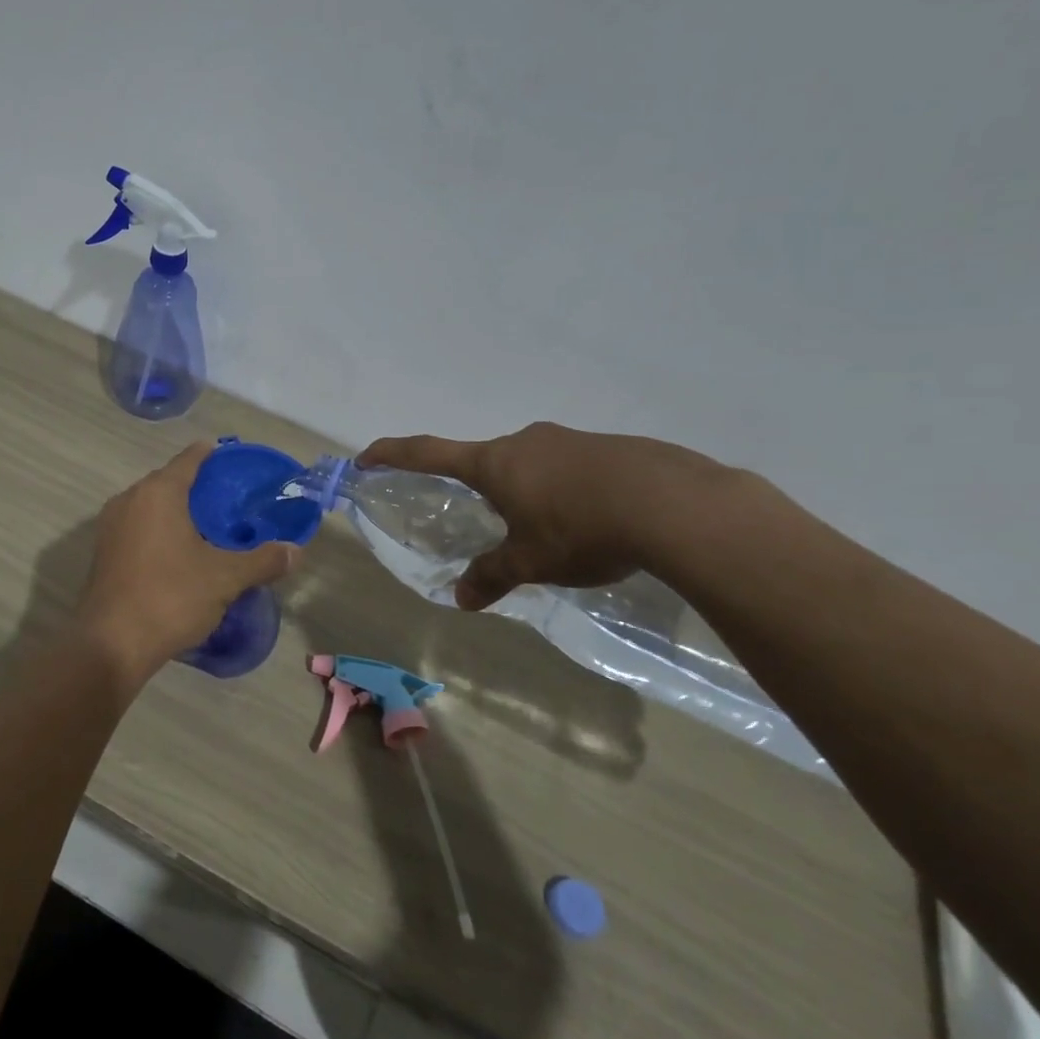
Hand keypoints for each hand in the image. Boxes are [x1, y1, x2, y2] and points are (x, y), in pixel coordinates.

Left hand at [76, 442, 301, 693]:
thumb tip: (295, 551)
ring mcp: (110, 526)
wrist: (111, 644)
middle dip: (197, 488)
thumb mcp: (225, 578)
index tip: (232, 459)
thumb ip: (262, 560)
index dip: (212, 455)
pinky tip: (180, 553)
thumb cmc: (170, 597)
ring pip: (150, 507)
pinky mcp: (103, 553)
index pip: (190, 459)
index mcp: (158, 492)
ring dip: (176, 512)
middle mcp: (129, 499)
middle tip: (230, 501)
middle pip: (168, 481)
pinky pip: (138, 528)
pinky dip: (159, 532)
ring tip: (208, 527)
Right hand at [358, 424, 732, 610]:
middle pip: (485, 461)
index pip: (428, 453)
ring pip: (531, 464)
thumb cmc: (580, 529)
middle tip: (491, 523)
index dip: (393, 454)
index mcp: (494, 463)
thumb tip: (462, 599)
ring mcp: (568, 440)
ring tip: (551, 532)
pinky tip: (593, 521)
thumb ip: (492, 575)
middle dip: (480, 488)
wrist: (673, 504)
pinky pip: (570, 467)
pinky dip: (565, 491)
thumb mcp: (531, 562)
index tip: (366, 457)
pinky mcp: (608, 447)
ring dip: (527, 491)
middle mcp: (525, 442)